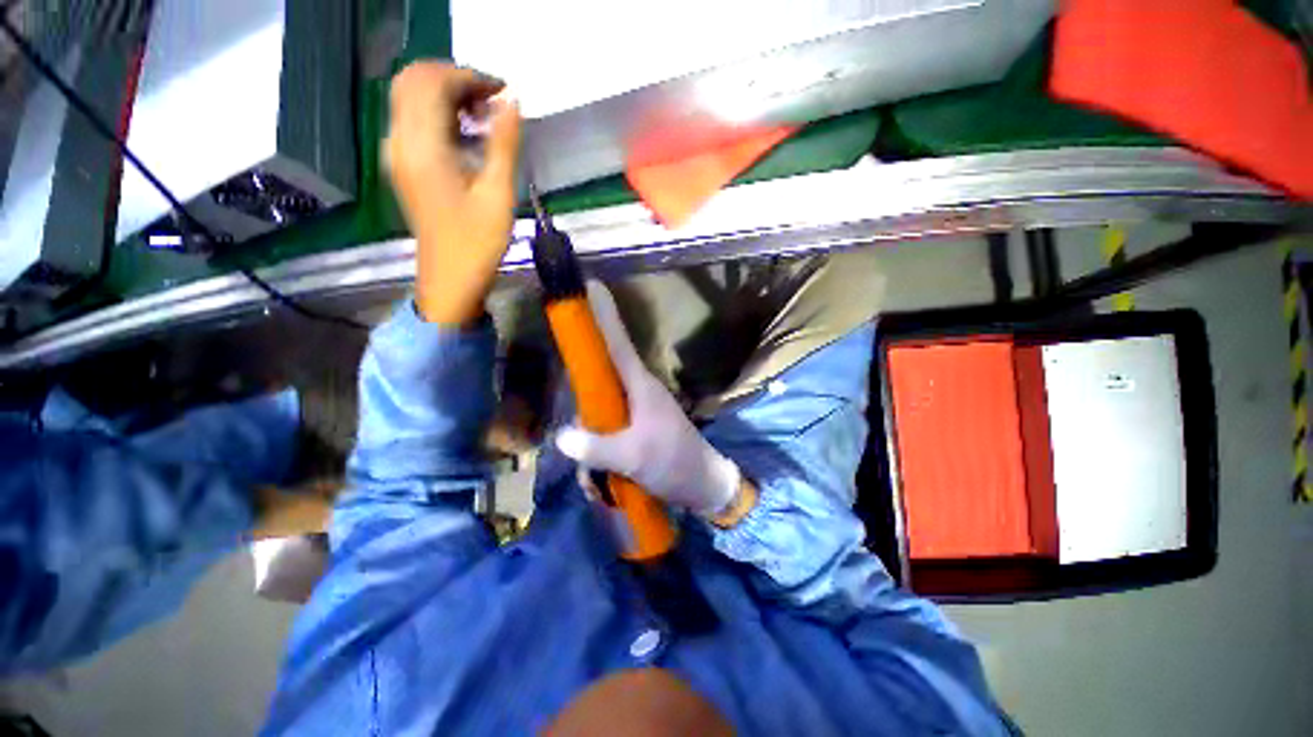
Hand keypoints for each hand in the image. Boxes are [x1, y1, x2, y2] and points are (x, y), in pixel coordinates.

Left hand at [383, 61, 521, 325]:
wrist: (450, 279)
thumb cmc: (477, 243)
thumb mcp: (498, 194)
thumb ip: (503, 143)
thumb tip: (512, 101)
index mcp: (423, 146)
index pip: (434, 81)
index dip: (470, 77)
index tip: (503, 94)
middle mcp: (401, 141)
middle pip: (415, 80)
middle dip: (455, 80)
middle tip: (492, 103)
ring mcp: (397, 153)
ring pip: (411, 97)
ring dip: (446, 95)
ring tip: (484, 118)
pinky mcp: (403, 166)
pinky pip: (413, 120)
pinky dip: (438, 114)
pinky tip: (466, 135)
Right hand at [556, 283, 750, 522]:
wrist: (702, 485)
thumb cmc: (674, 461)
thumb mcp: (635, 457)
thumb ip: (596, 448)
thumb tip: (562, 437)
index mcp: (640, 385)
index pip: (618, 343)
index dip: (604, 316)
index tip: (592, 287)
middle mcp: (635, 392)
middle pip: (597, 382)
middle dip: (585, 412)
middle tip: (586, 442)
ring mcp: (633, 413)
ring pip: (598, 417)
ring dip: (592, 453)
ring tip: (603, 483)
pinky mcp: (633, 431)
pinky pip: (605, 437)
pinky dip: (600, 462)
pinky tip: (607, 488)